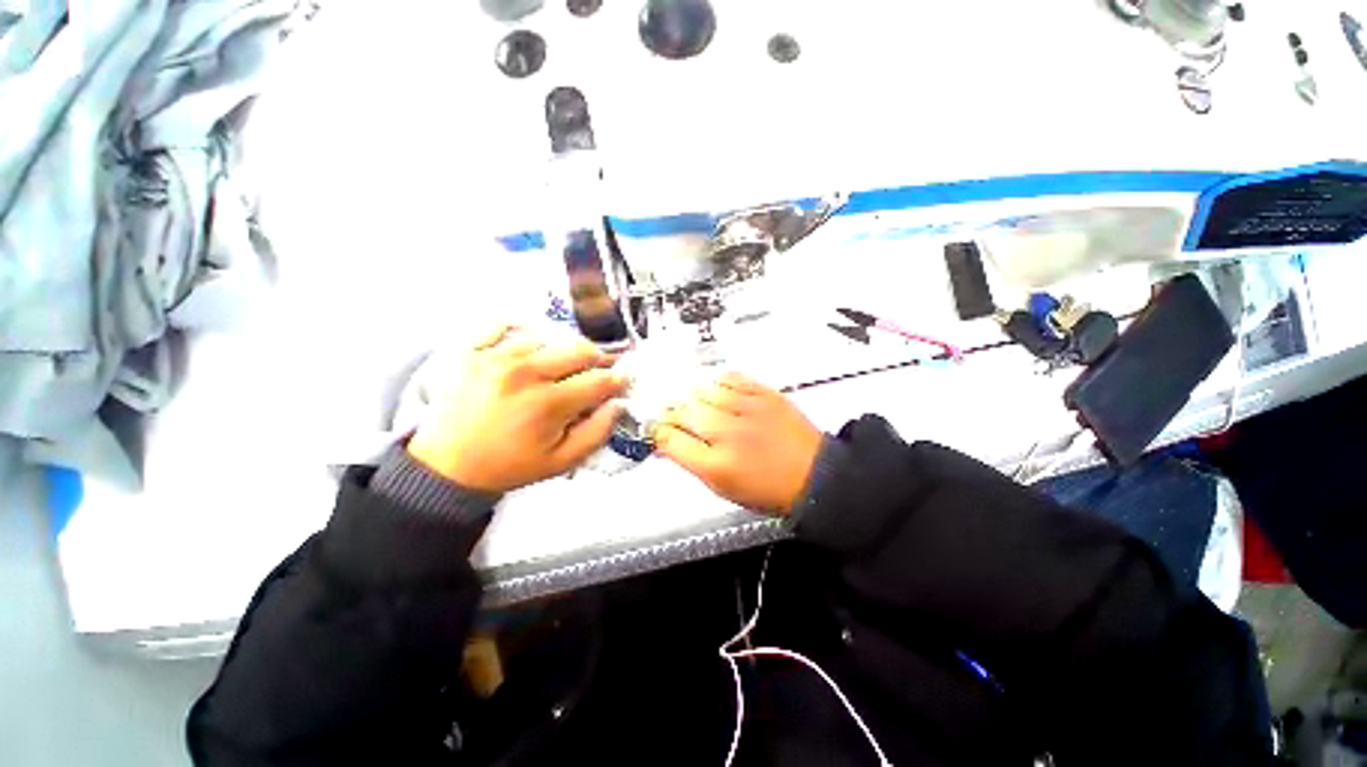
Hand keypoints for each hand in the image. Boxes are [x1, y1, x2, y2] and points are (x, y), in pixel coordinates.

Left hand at [408, 326, 628, 492]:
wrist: (445, 465)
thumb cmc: (509, 465)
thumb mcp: (561, 462)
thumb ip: (597, 432)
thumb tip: (617, 403)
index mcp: (547, 403)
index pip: (599, 380)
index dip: (617, 380)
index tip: (621, 381)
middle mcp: (524, 372)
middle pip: (580, 350)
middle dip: (597, 361)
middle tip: (595, 372)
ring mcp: (495, 357)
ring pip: (549, 338)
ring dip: (561, 353)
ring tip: (557, 369)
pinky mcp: (472, 350)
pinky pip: (505, 324)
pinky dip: (523, 332)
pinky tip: (528, 347)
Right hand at [653, 373, 822, 514]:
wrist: (814, 476)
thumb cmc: (767, 489)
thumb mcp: (722, 488)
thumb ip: (691, 462)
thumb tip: (668, 441)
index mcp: (716, 466)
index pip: (669, 439)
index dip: (657, 432)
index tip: (657, 430)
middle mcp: (729, 435)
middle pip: (682, 411)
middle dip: (673, 414)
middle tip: (676, 418)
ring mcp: (748, 410)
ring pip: (703, 390)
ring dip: (695, 398)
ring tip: (701, 407)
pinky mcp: (765, 394)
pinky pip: (730, 377)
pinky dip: (719, 384)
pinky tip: (721, 393)